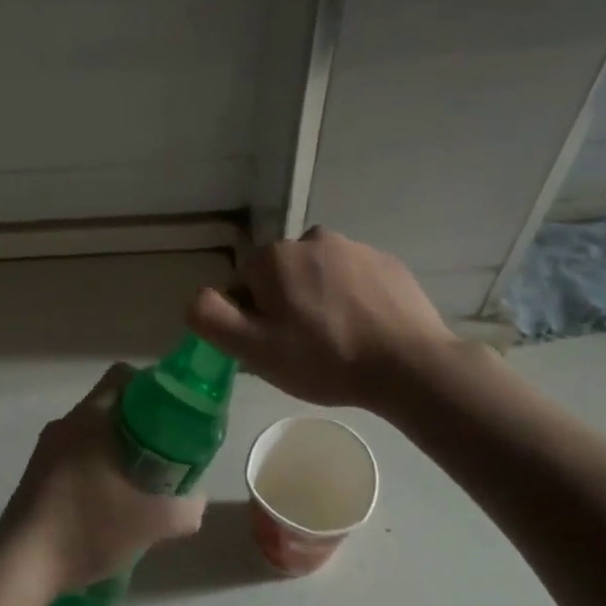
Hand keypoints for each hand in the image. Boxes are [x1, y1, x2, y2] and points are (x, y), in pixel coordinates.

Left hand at [0, 364, 206, 594]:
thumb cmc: (86, 529)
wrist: (21, 567)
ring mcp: (45, 450)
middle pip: (110, 406)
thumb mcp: (150, 523)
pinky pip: (74, 456)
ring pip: (91, 434)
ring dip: (118, 449)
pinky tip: (109, 505)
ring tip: (141, 483)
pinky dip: (96, 468)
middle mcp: (65, 424)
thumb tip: (197, 500)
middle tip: (165, 453)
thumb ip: (184, 509)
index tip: (174, 414)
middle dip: (141, 425)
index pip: (123, 376)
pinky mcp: (35, 475)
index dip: (153, 387)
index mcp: (90, 418)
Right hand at [185, 227, 458, 408]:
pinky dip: (352, 299)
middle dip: (286, 306)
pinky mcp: (387, 263)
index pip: (244, 285)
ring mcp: (355, 248)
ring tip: (338, 341)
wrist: (410, 366)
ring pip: (318, 276)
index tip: (274, 347)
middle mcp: (311, 239)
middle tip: (305, 348)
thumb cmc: (324, 359)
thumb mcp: (254, 349)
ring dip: (319, 300)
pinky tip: (365, 330)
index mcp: (274, 258)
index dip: (252, 318)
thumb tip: (196, 297)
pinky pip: (354, 279)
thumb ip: (211, 317)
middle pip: (281, 277)